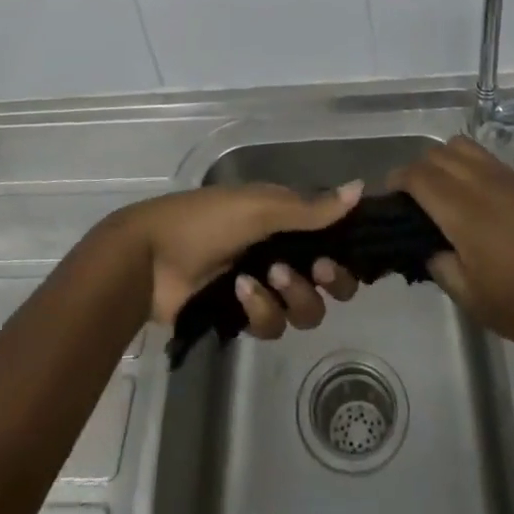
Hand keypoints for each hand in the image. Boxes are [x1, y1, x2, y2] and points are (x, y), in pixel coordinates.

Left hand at [106, 182, 362, 336]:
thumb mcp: (261, 207)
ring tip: (260, 278)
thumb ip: (311, 208)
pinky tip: (238, 292)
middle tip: (315, 270)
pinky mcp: (243, 316)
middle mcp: (283, 251)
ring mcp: (264, 286)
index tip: (347, 252)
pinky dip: (259, 310)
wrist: (152, 258)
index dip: (346, 250)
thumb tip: (361, 188)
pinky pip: (272, 325)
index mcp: (287, 219)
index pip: (334, 238)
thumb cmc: (208, 219)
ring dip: (289, 295)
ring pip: (305, 309)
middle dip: (327, 280)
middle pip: (330, 282)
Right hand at [391, 137, 513, 360]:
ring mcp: (508, 178)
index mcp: (462, 209)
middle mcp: (481, 182)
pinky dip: (468, 168)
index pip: (416, 175)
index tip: (390, 204)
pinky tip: (475, 205)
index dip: (396, 183)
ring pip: (461, 147)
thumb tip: (428, 246)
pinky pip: (485, 159)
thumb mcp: (476, 301)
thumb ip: (441, 267)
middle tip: (414, 207)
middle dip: (417, 172)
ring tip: (444, 199)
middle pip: (436, 154)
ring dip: (443, 163)